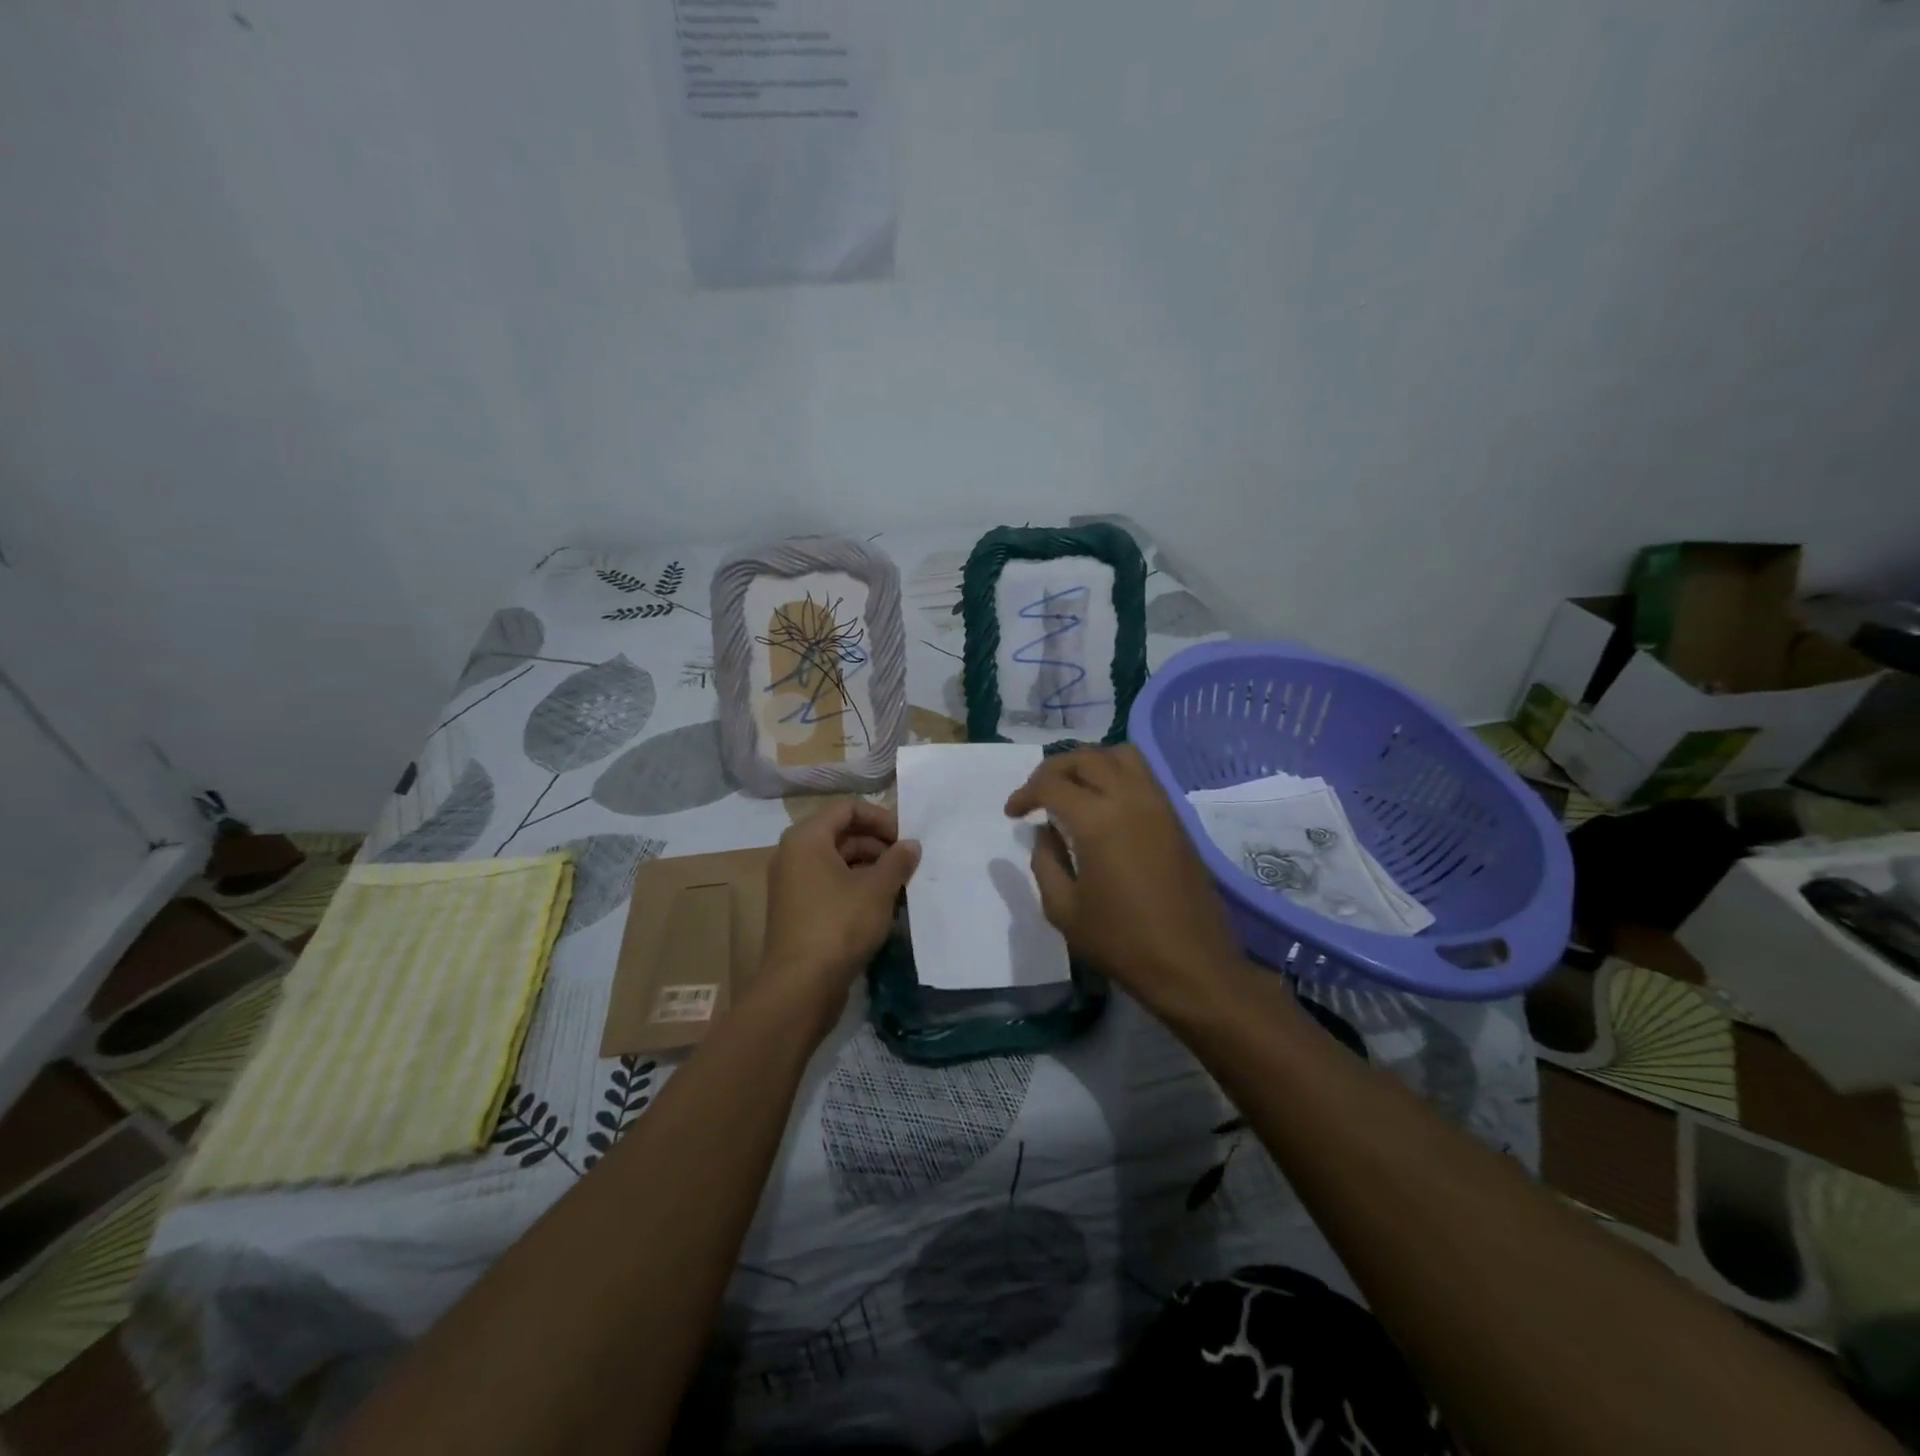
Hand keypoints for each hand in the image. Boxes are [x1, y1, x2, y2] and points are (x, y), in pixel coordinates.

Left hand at [760, 800, 918, 1026]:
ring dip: (871, 869)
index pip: (848, 808)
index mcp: (806, 838)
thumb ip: (898, 861)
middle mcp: (794, 855)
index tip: (906, 840)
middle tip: (908, 864)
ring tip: (900, 887)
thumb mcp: (877, 889)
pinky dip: (856, 888)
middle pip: (842, 834)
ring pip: (838, 862)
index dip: (881, 818)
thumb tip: (911, 845)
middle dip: (878, 846)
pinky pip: (830, 886)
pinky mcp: (798, 911)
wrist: (800, 986)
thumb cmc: (839, 925)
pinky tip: (882, 907)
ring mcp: (793, 884)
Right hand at [1005, 746, 1244, 1017]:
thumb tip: (1045, 831)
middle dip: (1054, 769)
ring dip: (1090, 762)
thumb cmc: (1122, 942)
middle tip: (1037, 794)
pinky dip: (1116, 773)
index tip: (1013, 813)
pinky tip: (1103, 803)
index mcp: (1097, 820)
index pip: (1051, 784)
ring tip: (1072, 789)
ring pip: (1120, 755)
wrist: (1192, 964)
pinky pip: (1143, 774)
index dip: (1025, 793)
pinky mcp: (1175, 817)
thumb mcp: (1063, 910)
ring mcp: (1158, 804)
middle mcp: (1130, 798)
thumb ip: (1045, 861)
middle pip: (1086, 758)